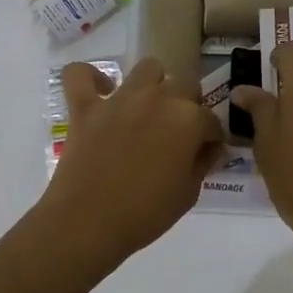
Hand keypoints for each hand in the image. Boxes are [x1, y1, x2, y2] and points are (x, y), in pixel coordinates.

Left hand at [37, 57, 224, 264]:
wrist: (88, 223)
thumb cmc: (145, 214)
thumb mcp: (188, 194)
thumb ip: (202, 163)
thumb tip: (210, 149)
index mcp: (189, 120)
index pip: (211, 119)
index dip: (210, 137)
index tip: (205, 152)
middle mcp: (158, 98)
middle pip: (184, 84)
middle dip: (187, 105)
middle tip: (178, 132)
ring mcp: (120, 99)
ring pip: (147, 68)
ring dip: (153, 84)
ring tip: (148, 109)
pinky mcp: (86, 106)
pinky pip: (80, 74)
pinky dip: (89, 77)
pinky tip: (98, 92)